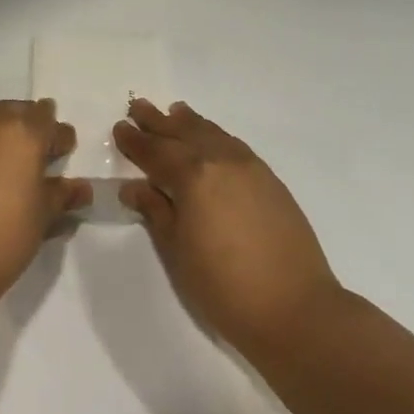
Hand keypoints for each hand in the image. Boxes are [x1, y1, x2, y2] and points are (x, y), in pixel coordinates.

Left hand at [0, 100, 92, 309]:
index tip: (64, 154)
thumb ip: (61, 195)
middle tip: (39, 157)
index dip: (58, 136)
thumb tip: (80, 187)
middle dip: (29, 128)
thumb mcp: (42, 217)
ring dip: (2, 139)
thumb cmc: (2, 236)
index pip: (47, 118)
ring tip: (12, 172)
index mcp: (22, 133)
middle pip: (15, 113)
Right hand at [114, 100, 340, 361]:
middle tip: (138, 105)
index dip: (135, 141)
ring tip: (175, 112)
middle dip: (159, 122)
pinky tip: (212, 140)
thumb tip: (134, 186)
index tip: (120, 127)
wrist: (293, 307)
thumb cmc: (222, 285)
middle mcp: (223, 162)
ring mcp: (252, 170)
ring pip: (215, 136)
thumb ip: (156, 211)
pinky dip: (217, 137)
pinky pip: (235, 147)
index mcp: (194, 177)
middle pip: (185, 135)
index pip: (156, 152)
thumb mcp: (177, 250)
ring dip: (191, 123)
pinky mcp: (272, 183)